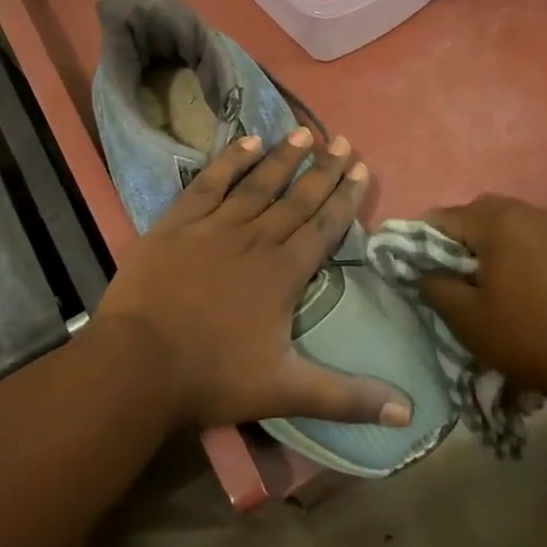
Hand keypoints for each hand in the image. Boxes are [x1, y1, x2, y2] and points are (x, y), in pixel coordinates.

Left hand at [96, 129, 411, 431]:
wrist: (137, 365)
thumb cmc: (213, 377)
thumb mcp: (286, 391)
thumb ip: (348, 398)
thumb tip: (409, 414)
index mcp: (283, 273)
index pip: (324, 227)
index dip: (345, 197)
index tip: (360, 168)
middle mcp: (255, 239)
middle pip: (296, 199)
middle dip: (323, 170)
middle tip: (342, 141)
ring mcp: (214, 227)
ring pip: (258, 184)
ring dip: (283, 157)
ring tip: (305, 132)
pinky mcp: (177, 223)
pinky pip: (209, 183)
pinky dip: (229, 161)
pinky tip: (246, 141)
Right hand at [417, 195, 546, 406]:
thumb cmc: (529, 335)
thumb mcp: (468, 319)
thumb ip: (435, 287)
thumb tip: (421, 270)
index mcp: (496, 220)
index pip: (441, 218)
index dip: (421, 244)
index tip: (417, 272)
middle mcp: (525, 210)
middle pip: (474, 215)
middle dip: (456, 242)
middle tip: (450, 280)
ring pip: (504, 224)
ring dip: (487, 246)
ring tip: (483, 284)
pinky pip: (530, 236)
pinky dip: (514, 251)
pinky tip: (516, 284)